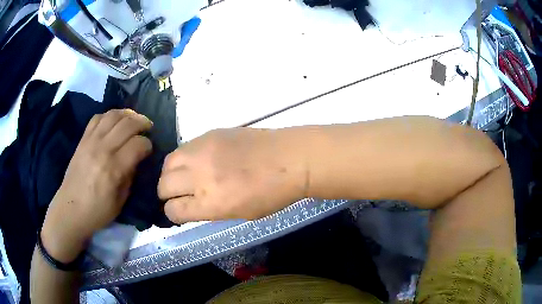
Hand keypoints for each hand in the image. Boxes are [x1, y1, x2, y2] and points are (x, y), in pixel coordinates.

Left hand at [41, 109, 152, 262]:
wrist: (71, 209)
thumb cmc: (97, 211)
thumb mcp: (121, 201)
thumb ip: (130, 177)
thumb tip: (136, 160)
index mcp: (114, 168)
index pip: (138, 144)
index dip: (148, 144)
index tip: (149, 150)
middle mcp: (103, 149)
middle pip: (127, 124)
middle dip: (142, 123)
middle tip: (148, 128)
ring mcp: (91, 141)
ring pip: (113, 115)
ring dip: (127, 114)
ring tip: (134, 119)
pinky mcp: (83, 139)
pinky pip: (97, 118)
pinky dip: (109, 116)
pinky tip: (114, 122)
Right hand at [158, 128, 307, 222]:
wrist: (290, 159)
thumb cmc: (271, 195)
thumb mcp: (239, 214)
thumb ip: (209, 210)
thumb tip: (190, 204)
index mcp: (209, 203)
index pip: (173, 210)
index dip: (174, 213)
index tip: (179, 211)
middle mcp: (199, 176)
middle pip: (163, 185)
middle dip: (166, 194)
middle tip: (178, 195)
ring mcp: (202, 151)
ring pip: (167, 163)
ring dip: (170, 174)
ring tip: (182, 177)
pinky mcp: (208, 134)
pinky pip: (183, 147)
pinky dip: (183, 158)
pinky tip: (195, 162)